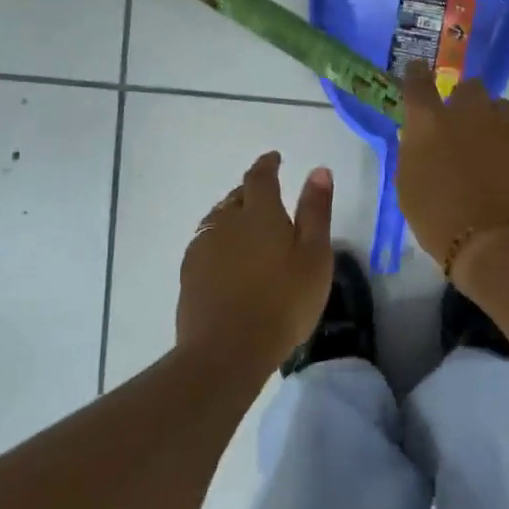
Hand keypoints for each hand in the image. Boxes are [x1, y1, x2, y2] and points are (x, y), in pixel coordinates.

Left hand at [178, 151, 334, 366]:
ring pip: (218, 219)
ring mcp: (203, 247)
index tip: (275, 158)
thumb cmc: (283, 302)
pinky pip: (207, 243)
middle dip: (251, 191)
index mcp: (260, 213)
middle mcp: (226, 221)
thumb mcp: (314, 256)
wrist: (227, 350)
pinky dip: (220, 242)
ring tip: (249, 230)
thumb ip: (315, 211)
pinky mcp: (190, 273)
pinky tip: (229, 261)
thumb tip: (318, 170)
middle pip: (237, 196)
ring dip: (233, 216)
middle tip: (268, 199)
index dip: (268, 164)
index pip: (260, 177)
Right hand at [395, 61, 508, 283]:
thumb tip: (424, 136)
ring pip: (502, 110)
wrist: (499, 245)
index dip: (417, 75)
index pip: (418, 83)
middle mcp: (470, 112)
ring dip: (495, 125)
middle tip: (465, 130)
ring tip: (496, 155)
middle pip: (470, 89)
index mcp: (431, 123)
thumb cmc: (441, 222)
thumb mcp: (410, 187)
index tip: (419, 72)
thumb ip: (416, 151)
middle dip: (467, 103)